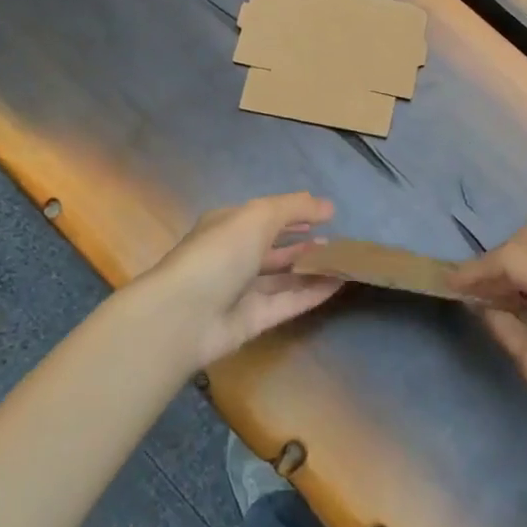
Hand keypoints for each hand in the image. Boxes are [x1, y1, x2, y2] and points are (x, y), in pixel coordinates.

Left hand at [143, 192, 345, 369]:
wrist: (184, 316)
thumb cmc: (219, 253)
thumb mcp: (258, 216)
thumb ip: (294, 207)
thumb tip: (328, 205)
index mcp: (227, 226)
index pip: (264, 216)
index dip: (293, 213)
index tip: (326, 214)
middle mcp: (233, 257)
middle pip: (273, 248)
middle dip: (302, 243)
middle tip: (337, 241)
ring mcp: (242, 291)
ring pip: (283, 277)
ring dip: (311, 268)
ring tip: (343, 261)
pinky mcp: (252, 321)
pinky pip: (288, 302)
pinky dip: (312, 293)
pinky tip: (338, 284)